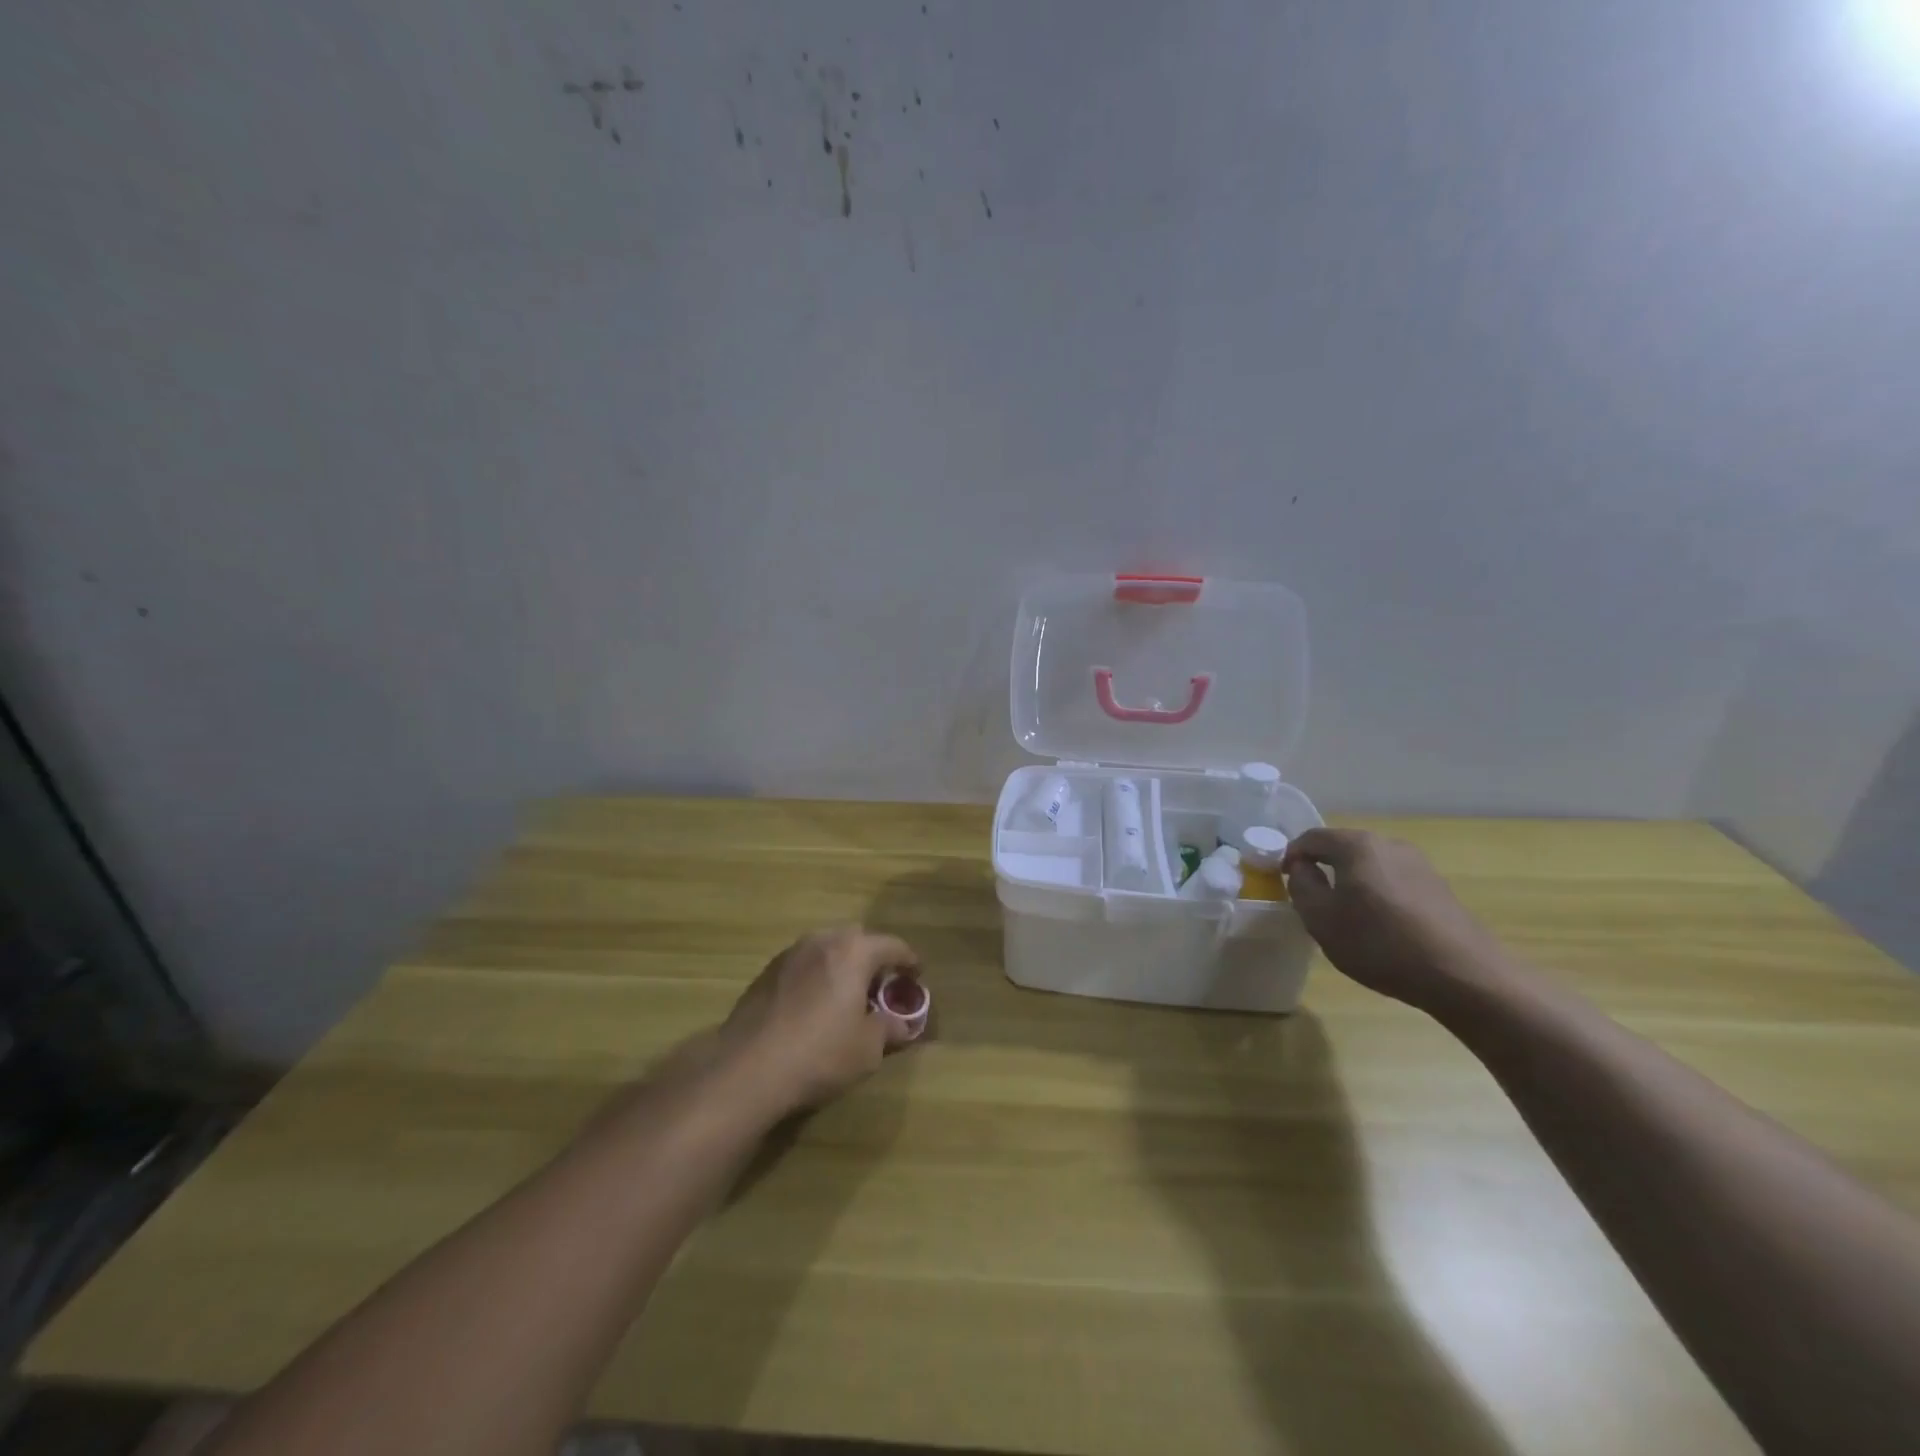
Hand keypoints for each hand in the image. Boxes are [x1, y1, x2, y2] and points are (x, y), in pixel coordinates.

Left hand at [719, 925, 922, 1115]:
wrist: (747, 1070)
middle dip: (872, 957)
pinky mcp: (765, 974)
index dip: (909, 960)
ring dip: (841, 965)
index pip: (892, 945)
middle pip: (856, 938)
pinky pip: (802, 965)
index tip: (917, 974)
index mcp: (853, 951)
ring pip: (826, 949)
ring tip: (847, 995)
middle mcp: (821, 941)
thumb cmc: (820, 1054)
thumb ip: (889, 1029)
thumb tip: (903, 1025)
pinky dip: (816, 977)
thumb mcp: (868, 1048)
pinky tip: (814, 1006)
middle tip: (880, 985)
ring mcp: (789, 955)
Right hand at [1281, 829, 1506, 1009]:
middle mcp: (1389, 844)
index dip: (1291, 856)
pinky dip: (1377, 895)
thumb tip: (1302, 868)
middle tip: (1311, 899)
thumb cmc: (1379, 943)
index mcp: (1357, 845)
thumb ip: (1301, 886)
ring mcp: (1419, 864)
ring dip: (1351, 883)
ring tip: (1345, 915)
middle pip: (1343, 848)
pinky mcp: (1438, 888)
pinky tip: (1380, 926)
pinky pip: (1393, 882)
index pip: (1311, 838)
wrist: (1464, 975)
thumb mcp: (1321, 919)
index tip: (1282, 880)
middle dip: (1322, 868)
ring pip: (1369, 866)